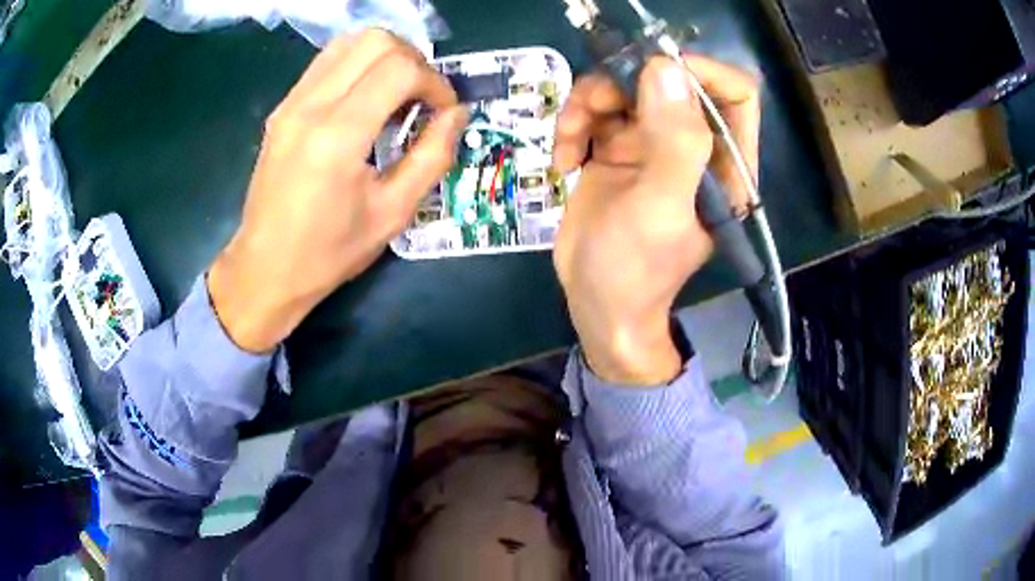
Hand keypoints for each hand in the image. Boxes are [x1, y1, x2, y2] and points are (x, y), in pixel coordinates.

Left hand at [208, 30, 468, 351]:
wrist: (265, 269)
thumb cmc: (329, 252)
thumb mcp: (393, 213)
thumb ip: (433, 156)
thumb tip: (456, 114)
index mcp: (338, 136)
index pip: (401, 69)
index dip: (435, 83)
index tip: (443, 112)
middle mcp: (310, 106)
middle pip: (376, 41)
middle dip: (414, 60)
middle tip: (422, 97)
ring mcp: (291, 103)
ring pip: (349, 42)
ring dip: (385, 57)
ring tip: (397, 94)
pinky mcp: (282, 108)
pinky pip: (328, 63)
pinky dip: (358, 67)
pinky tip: (365, 101)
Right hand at [552, 55, 759, 384]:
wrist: (596, 304)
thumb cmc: (636, 269)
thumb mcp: (659, 208)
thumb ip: (674, 141)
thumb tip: (666, 69)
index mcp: (723, 162)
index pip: (733, 94)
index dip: (699, 72)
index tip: (651, 71)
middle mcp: (691, 145)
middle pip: (666, 80)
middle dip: (622, 84)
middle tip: (589, 109)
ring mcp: (652, 144)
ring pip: (623, 89)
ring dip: (587, 104)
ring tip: (567, 143)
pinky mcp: (616, 149)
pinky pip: (595, 112)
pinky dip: (572, 126)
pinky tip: (562, 160)